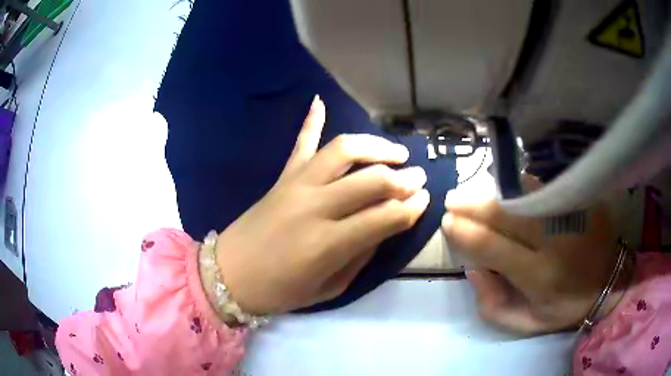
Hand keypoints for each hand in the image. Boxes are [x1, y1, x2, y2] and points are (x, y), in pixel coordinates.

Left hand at [216, 95, 429, 314]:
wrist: (229, 274)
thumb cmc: (279, 291)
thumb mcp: (329, 287)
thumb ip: (359, 256)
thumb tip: (383, 226)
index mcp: (328, 243)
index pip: (384, 216)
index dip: (411, 207)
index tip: (425, 200)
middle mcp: (314, 206)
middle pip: (370, 179)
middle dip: (403, 178)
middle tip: (419, 177)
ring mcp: (295, 185)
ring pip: (342, 150)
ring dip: (374, 146)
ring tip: (395, 152)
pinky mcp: (281, 177)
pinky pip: (300, 143)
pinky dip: (311, 120)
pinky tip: (319, 101)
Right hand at [441, 178, 625, 334]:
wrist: (609, 282)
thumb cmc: (565, 307)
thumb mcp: (524, 323)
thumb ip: (491, 302)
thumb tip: (472, 266)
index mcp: (541, 276)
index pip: (493, 247)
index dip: (465, 232)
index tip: (447, 223)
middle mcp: (556, 241)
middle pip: (507, 213)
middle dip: (473, 204)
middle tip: (452, 199)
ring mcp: (572, 214)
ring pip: (525, 193)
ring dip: (494, 190)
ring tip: (474, 191)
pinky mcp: (583, 198)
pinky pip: (545, 185)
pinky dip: (521, 185)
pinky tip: (507, 187)